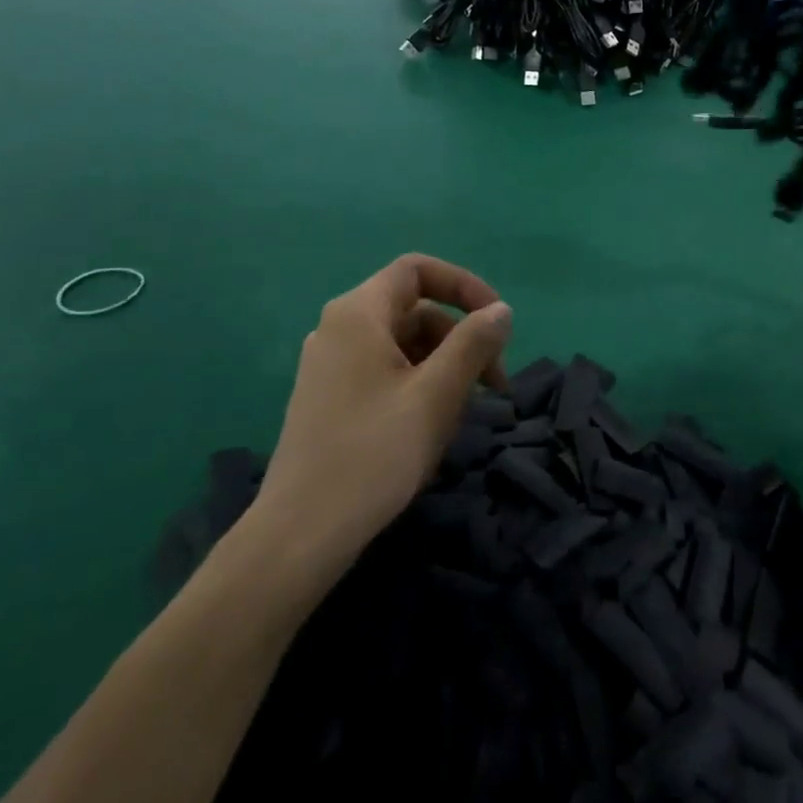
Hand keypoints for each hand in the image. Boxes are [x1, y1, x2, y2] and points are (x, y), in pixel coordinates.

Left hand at [249, 255, 512, 583]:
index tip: (497, 322)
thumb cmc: (374, 453)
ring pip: (402, 343)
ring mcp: (330, 364)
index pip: (417, 270)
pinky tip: (434, 422)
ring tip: (468, 409)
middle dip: (461, 336)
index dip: (464, 286)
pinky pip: (384, 369)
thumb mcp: (436, 394)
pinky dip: (419, 382)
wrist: (302, 532)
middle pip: (414, 309)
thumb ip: (473, 343)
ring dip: (445, 363)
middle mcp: (339, 328)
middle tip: (495, 383)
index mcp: (358, 313)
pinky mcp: (329, 396)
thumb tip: (501, 311)